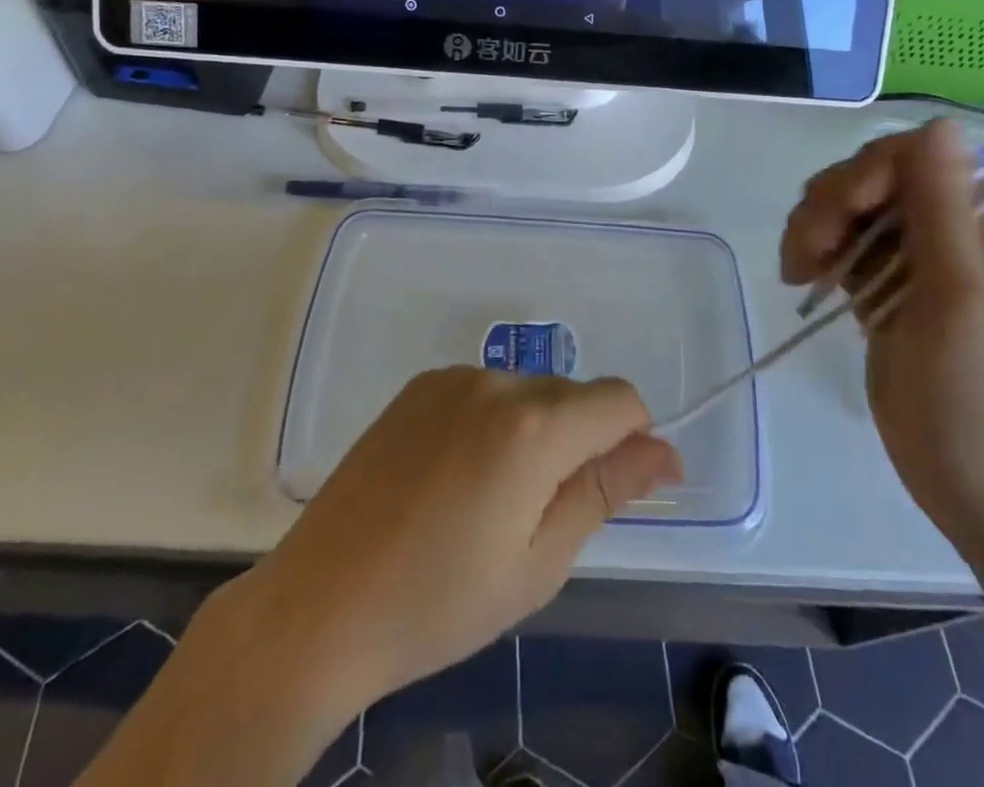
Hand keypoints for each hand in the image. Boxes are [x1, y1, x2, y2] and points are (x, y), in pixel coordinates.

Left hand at [260, 367, 680, 705]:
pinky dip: (494, 421)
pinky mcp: (420, 385)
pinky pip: (485, 391)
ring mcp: (452, 378)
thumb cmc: (440, 602)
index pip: (620, 399)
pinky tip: (456, 476)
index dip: (634, 438)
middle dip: (581, 441)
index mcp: (534, 427)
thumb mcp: (539, 562)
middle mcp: (497, 382)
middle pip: (574, 394)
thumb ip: (606, 491)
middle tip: (541, 514)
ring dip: (536, 430)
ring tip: (491, 499)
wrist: (319, 605)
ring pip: (529, 391)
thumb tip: (664, 452)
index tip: (622, 486)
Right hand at [780, 119, 983, 563]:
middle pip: (875, 178)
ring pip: (850, 210)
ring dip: (816, 229)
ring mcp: (919, 262)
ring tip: (800, 273)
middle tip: (806, 257)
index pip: (916, 156)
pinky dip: (818, 254)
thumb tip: (942, 121)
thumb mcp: (964, 299)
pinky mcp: (889, 291)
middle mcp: (955, 229)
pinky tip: (805, 280)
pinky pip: (844, 247)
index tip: (840, 215)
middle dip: (832, 204)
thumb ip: (944, 207)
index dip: (868, 171)